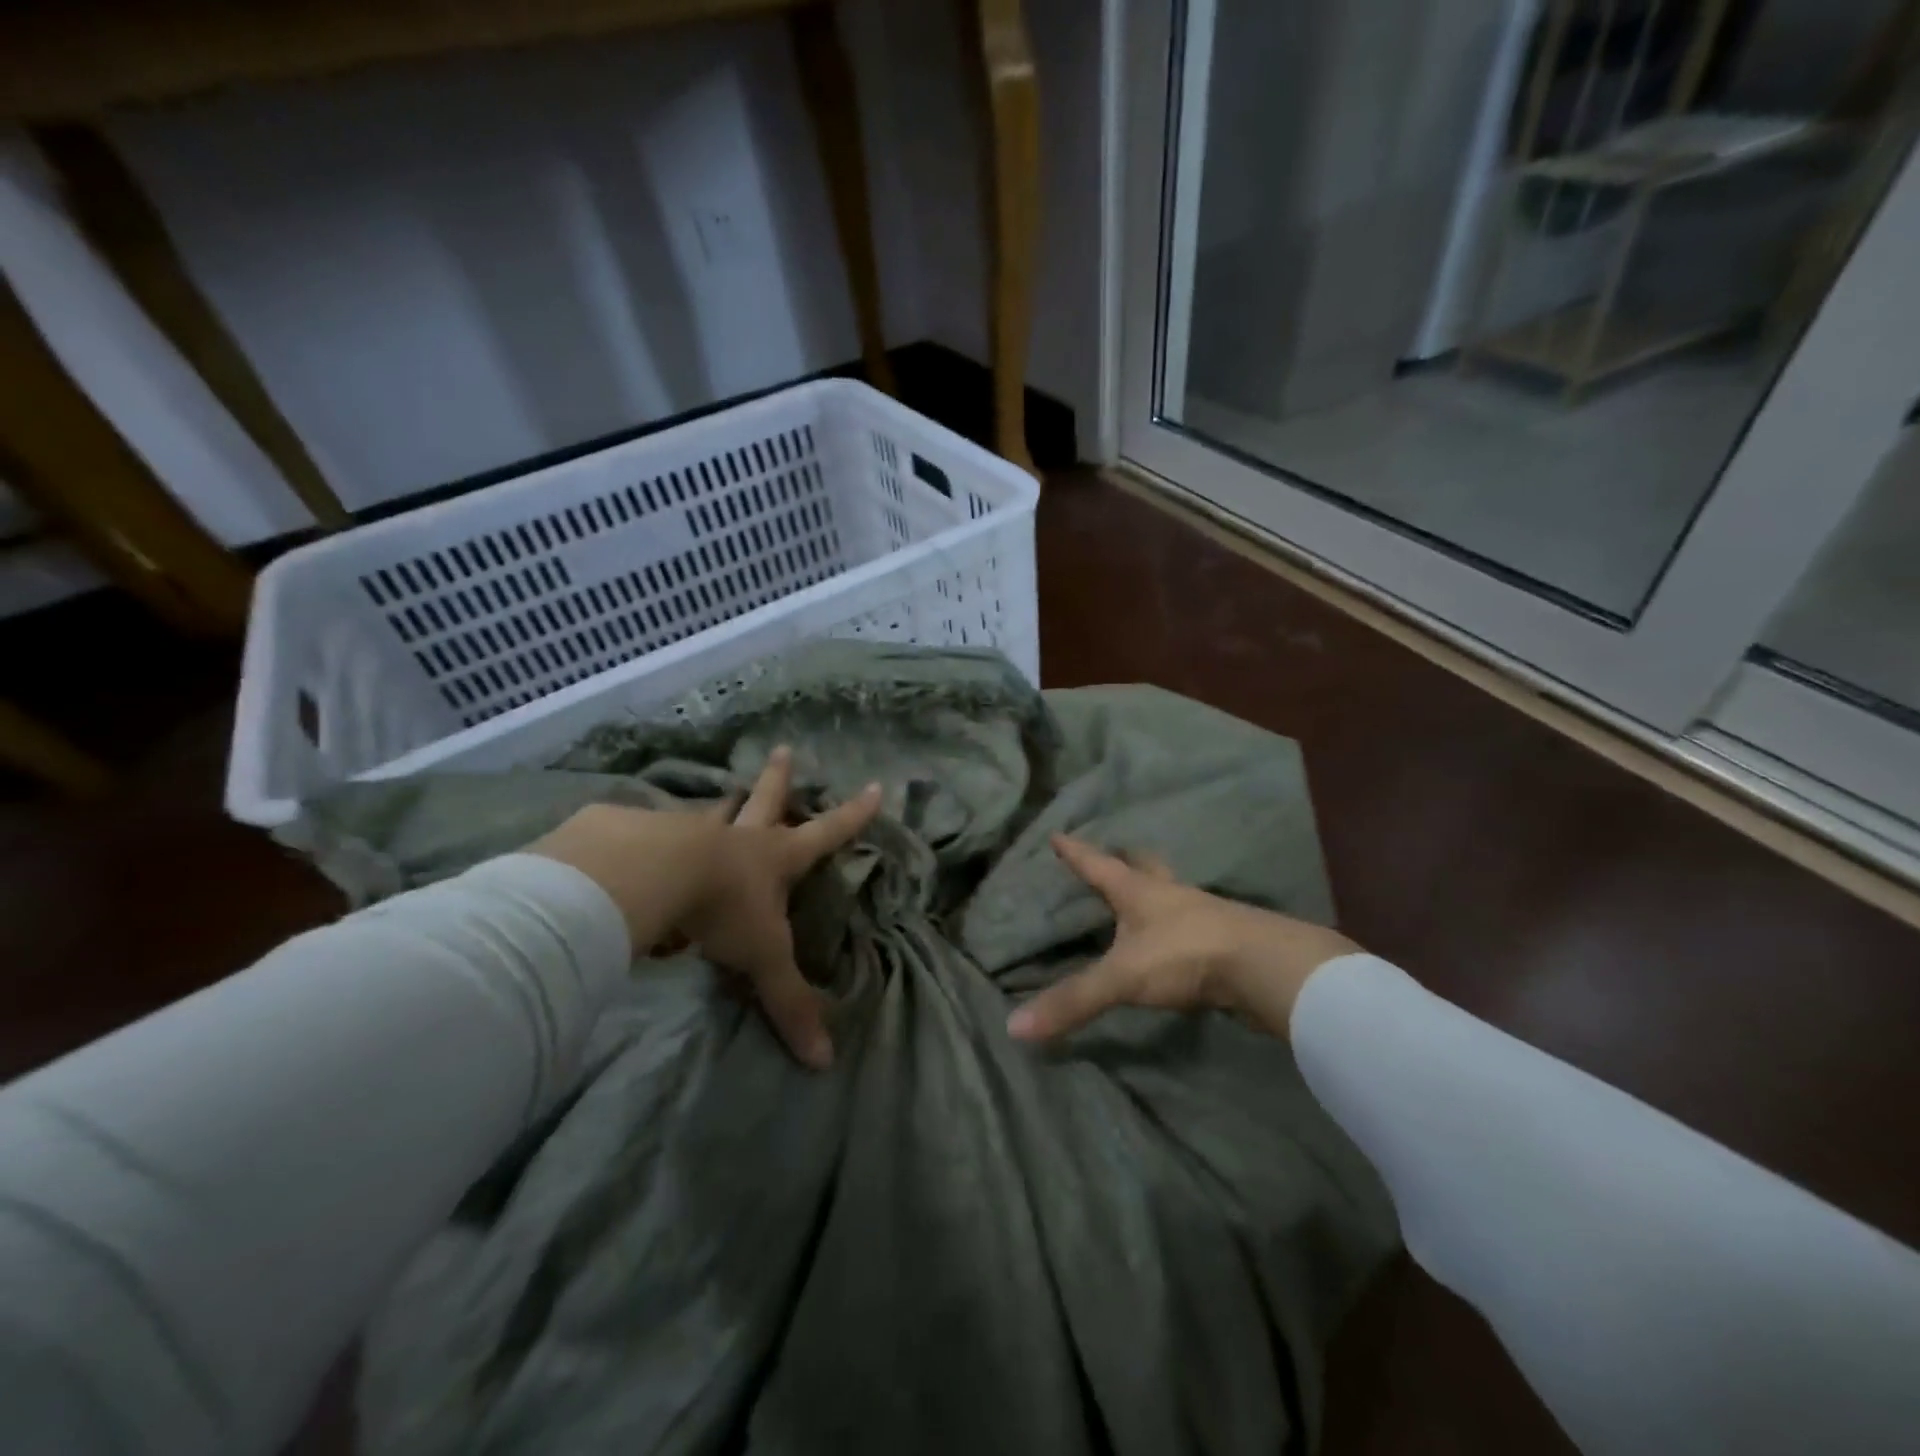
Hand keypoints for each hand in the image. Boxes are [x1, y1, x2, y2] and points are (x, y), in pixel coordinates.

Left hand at [529, 748, 880, 1069]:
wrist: (650, 876)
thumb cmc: (723, 910)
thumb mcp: (762, 959)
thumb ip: (789, 1005)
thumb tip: (824, 1063)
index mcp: (774, 858)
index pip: (826, 833)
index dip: (853, 815)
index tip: (876, 787)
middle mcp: (737, 837)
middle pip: (765, 800)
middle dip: (778, 778)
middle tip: (782, 748)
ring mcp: (690, 830)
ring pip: (710, 814)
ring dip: (719, 806)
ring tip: (718, 795)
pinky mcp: (643, 833)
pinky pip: (653, 833)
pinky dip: (654, 836)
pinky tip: (640, 842)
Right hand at [1005, 834, 1359, 1043]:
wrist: (1264, 967)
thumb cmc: (1185, 955)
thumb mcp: (1122, 977)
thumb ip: (1073, 1000)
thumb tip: (1014, 1026)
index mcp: (1139, 891)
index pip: (1098, 865)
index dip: (1076, 852)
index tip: (1058, 834)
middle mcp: (1170, 894)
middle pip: (1144, 866)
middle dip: (1126, 860)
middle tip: (1115, 854)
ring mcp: (1202, 914)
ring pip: (1173, 892)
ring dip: (1158, 889)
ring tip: (1146, 896)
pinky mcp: (1225, 939)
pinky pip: (1194, 924)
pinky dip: (1180, 924)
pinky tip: (1178, 939)